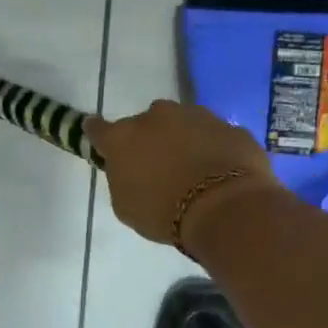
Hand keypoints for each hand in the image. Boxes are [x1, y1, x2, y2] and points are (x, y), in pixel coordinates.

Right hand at [86, 99, 286, 250]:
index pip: (97, 129)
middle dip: (150, 140)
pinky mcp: (230, 126)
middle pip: (146, 124)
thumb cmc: (164, 212)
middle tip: (159, 168)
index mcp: (122, 137)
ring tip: (195, 172)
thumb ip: (121, 179)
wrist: (226, 208)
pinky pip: (215, 137)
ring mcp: (197, 116)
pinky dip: (215, 150)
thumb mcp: (126, 206)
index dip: (98, 135)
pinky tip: (221, 174)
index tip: (101, 142)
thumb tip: (129, 169)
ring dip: (184, 141)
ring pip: (183, 124)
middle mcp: (156, 116)